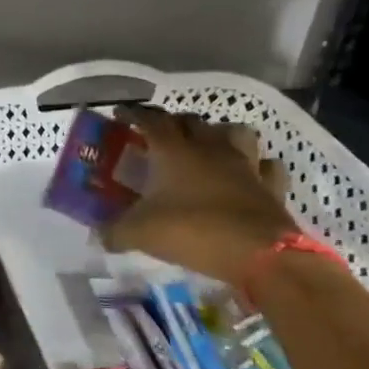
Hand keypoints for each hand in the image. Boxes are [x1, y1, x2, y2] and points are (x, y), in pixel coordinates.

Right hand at [98, 105, 297, 292]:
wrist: (260, 254)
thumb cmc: (193, 231)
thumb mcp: (141, 234)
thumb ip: (115, 232)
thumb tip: (97, 237)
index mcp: (172, 150)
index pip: (149, 119)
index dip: (133, 114)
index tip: (121, 113)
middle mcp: (208, 147)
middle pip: (190, 121)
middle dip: (174, 122)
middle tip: (161, 134)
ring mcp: (244, 164)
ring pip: (234, 132)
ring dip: (220, 134)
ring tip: (209, 145)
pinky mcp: (270, 185)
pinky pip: (266, 166)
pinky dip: (258, 165)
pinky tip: (251, 173)